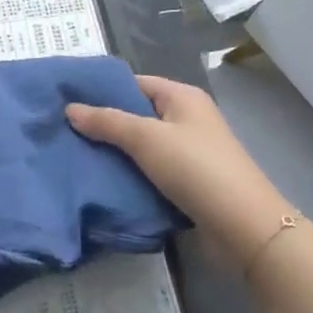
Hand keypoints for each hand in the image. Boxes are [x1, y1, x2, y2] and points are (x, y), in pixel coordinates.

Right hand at [67, 75, 288, 272]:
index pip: (134, 83)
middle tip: (67, 130)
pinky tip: (105, 181)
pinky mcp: (190, 183)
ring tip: (78, 156)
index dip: (103, 90)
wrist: (246, 229)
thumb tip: (70, 109)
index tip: (68, 100)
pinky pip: (152, 171)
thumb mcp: (146, 139)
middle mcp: (187, 119)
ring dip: (117, 152)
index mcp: (182, 97)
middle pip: (137, 114)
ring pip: (143, 146)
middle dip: (105, 123)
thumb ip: (107, 122)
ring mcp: (190, 152)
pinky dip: (132, 174)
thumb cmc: (197, 169)